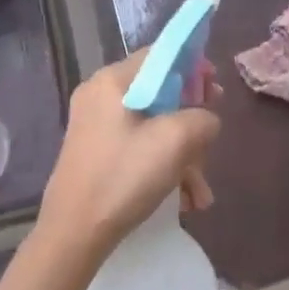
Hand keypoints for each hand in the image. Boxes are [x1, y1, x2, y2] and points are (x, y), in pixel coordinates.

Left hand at [36, 45, 220, 259]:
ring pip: (151, 126)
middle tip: (211, 142)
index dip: (193, 67)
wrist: (73, 234)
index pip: (160, 55)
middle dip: (190, 121)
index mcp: (112, 80)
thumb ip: (202, 118)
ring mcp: (94, 125)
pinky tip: (183, 199)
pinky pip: (137, 146)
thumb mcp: (175, 141)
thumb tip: (206, 119)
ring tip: (200, 192)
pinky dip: (161, 166)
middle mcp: (99, 95)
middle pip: (159, 93)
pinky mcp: (94, 152)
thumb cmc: (124, 176)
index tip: (215, 91)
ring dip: (182, 155)